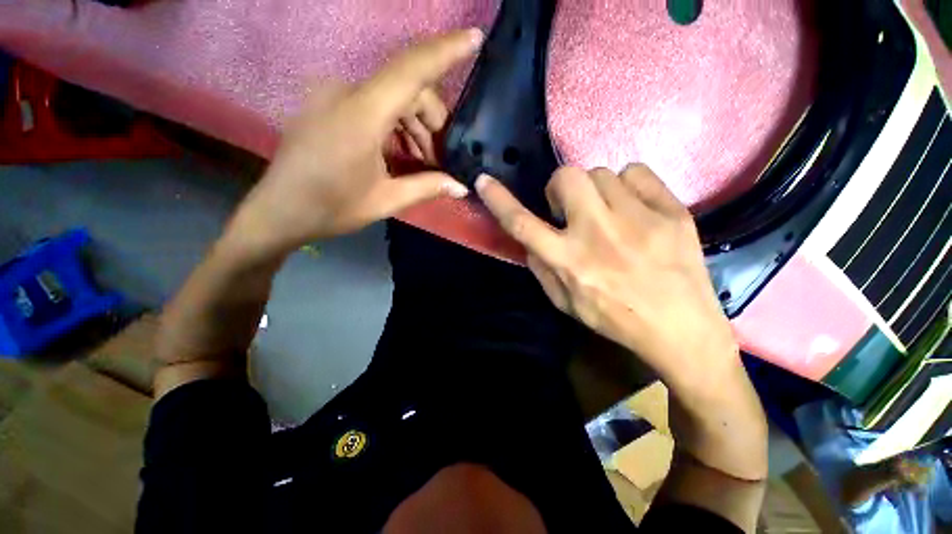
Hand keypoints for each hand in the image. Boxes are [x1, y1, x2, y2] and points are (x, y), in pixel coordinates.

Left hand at [228, 30, 481, 258]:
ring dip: (415, 126)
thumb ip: (427, 187)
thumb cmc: (332, 207)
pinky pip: (374, 104)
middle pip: (406, 88)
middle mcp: (345, 92)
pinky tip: (403, 152)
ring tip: (425, 162)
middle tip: (442, 158)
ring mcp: (334, 96)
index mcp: (361, 113)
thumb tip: (461, 187)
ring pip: (392, 96)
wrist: (280, 211)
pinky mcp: (329, 105)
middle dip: (433, 121)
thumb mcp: (386, 200)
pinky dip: (396, 125)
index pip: (410, 69)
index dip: (445, 50)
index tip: (475, 38)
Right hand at [475, 165, 737, 389]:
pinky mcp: (671, 211)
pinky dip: (627, 185)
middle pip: (567, 177)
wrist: (680, 328)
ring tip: (607, 213)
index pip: (522, 224)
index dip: (499, 200)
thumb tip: (531, 240)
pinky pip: (636, 172)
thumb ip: (541, 268)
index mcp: (569, 261)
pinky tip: (633, 208)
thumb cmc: (614, 318)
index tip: (484, 181)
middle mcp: (598, 234)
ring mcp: (638, 218)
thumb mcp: (565, 303)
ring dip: (594, 191)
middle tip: (569, 206)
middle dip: (560, 186)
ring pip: (601, 172)